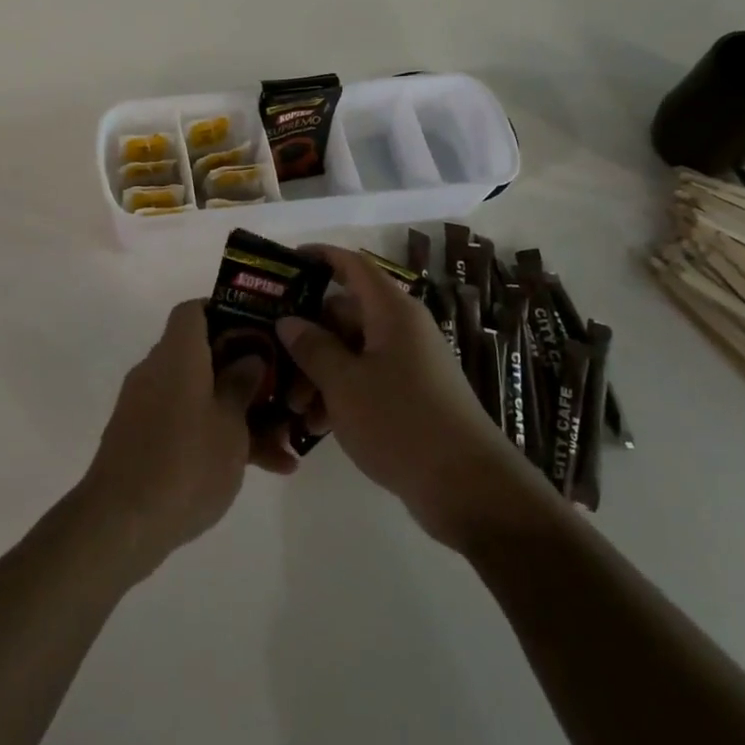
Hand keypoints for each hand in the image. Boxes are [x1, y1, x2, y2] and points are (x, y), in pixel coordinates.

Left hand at [76, 299, 294, 580]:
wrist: (121, 523)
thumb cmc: (185, 463)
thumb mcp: (230, 425)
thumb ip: (242, 385)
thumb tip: (249, 357)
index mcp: (177, 355)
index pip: (194, 311)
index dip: (227, 312)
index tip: (260, 331)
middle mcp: (157, 371)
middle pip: (203, 355)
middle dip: (245, 373)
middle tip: (282, 392)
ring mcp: (147, 407)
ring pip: (201, 395)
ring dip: (240, 414)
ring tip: (284, 446)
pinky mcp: (144, 440)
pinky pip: (188, 424)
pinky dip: (218, 437)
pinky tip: (262, 469)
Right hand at [278, 247, 543, 544]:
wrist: (468, 487)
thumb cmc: (401, 422)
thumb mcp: (344, 384)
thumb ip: (312, 348)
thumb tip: (288, 320)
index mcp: (391, 312)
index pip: (352, 266)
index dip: (319, 257)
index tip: (285, 263)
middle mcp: (402, 329)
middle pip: (344, 315)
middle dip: (307, 339)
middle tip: (275, 367)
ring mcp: (408, 363)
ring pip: (351, 352)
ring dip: (319, 373)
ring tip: (295, 410)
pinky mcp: (411, 396)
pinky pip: (366, 380)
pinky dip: (340, 394)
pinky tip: (317, 426)